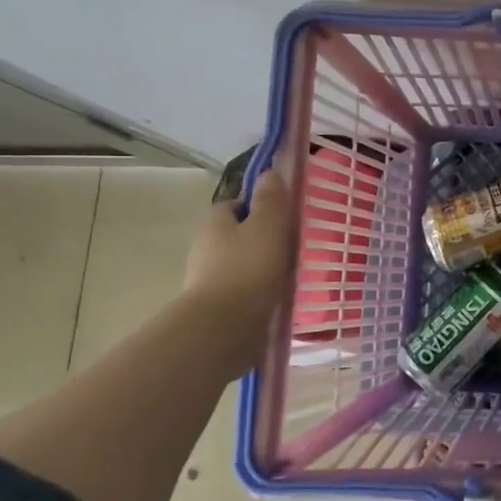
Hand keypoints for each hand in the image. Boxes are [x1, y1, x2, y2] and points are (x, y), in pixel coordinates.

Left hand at [181, 168, 292, 373]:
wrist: (223, 328)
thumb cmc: (248, 269)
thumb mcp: (268, 227)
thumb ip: (271, 200)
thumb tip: (270, 172)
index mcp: (215, 223)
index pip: (235, 205)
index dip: (258, 206)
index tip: (283, 216)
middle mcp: (206, 248)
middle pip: (237, 235)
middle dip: (262, 238)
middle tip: (293, 245)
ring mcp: (209, 279)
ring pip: (241, 263)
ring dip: (262, 266)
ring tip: (292, 274)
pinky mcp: (218, 307)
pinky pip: (244, 290)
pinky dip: (259, 291)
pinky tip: (279, 298)